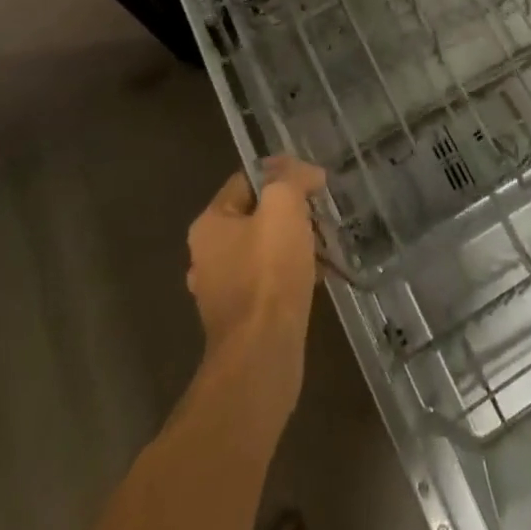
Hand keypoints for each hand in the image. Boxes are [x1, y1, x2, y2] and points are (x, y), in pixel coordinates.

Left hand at [185, 156, 325, 407]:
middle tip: (320, 216)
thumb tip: (306, 173)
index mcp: (209, 224)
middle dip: (291, 212)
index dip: (282, 174)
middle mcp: (207, 255)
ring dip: (294, 244)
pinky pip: (268, 282)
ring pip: (264, 250)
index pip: (247, 180)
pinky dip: (291, 275)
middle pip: (256, 215)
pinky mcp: (240, 319)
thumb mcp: (283, 206)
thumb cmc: (269, 273)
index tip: (314, 184)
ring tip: (323, 246)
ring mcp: (221, 290)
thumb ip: (292, 177)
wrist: (262, 356)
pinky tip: (316, 278)